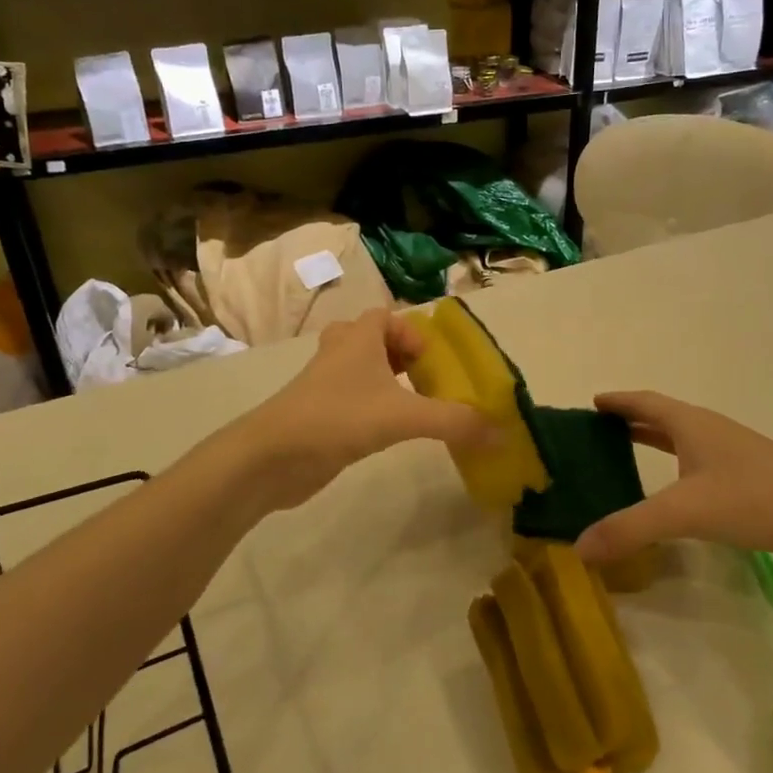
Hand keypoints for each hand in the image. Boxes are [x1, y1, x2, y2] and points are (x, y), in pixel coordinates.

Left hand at [239, 308, 495, 510]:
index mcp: (357, 338)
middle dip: (398, 355)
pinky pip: (349, 399)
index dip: (409, 331)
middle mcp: (339, 354)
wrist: (271, 458)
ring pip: (357, 370)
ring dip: (384, 382)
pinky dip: (369, 408)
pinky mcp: (317, 415)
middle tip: (423, 379)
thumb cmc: (337, 418)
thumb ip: (454, 421)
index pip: (383, 315)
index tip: (430, 360)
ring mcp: (324, 385)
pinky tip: (387, 432)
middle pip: (370, 339)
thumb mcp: (403, 417)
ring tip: (412, 405)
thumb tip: (501, 432)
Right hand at [574, 392, 772, 568]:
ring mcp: (734, 451)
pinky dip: (676, 460)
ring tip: (628, 450)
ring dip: (655, 437)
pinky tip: (677, 484)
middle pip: (663, 415)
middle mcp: (711, 429)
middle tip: (600, 428)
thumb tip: (579, 547)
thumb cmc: (750, 500)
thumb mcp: (684, 513)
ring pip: (684, 436)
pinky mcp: (750, 474)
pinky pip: (700, 457)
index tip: (593, 401)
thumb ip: (630, 529)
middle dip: (632, 418)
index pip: (646, 402)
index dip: (618, 401)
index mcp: (692, 424)